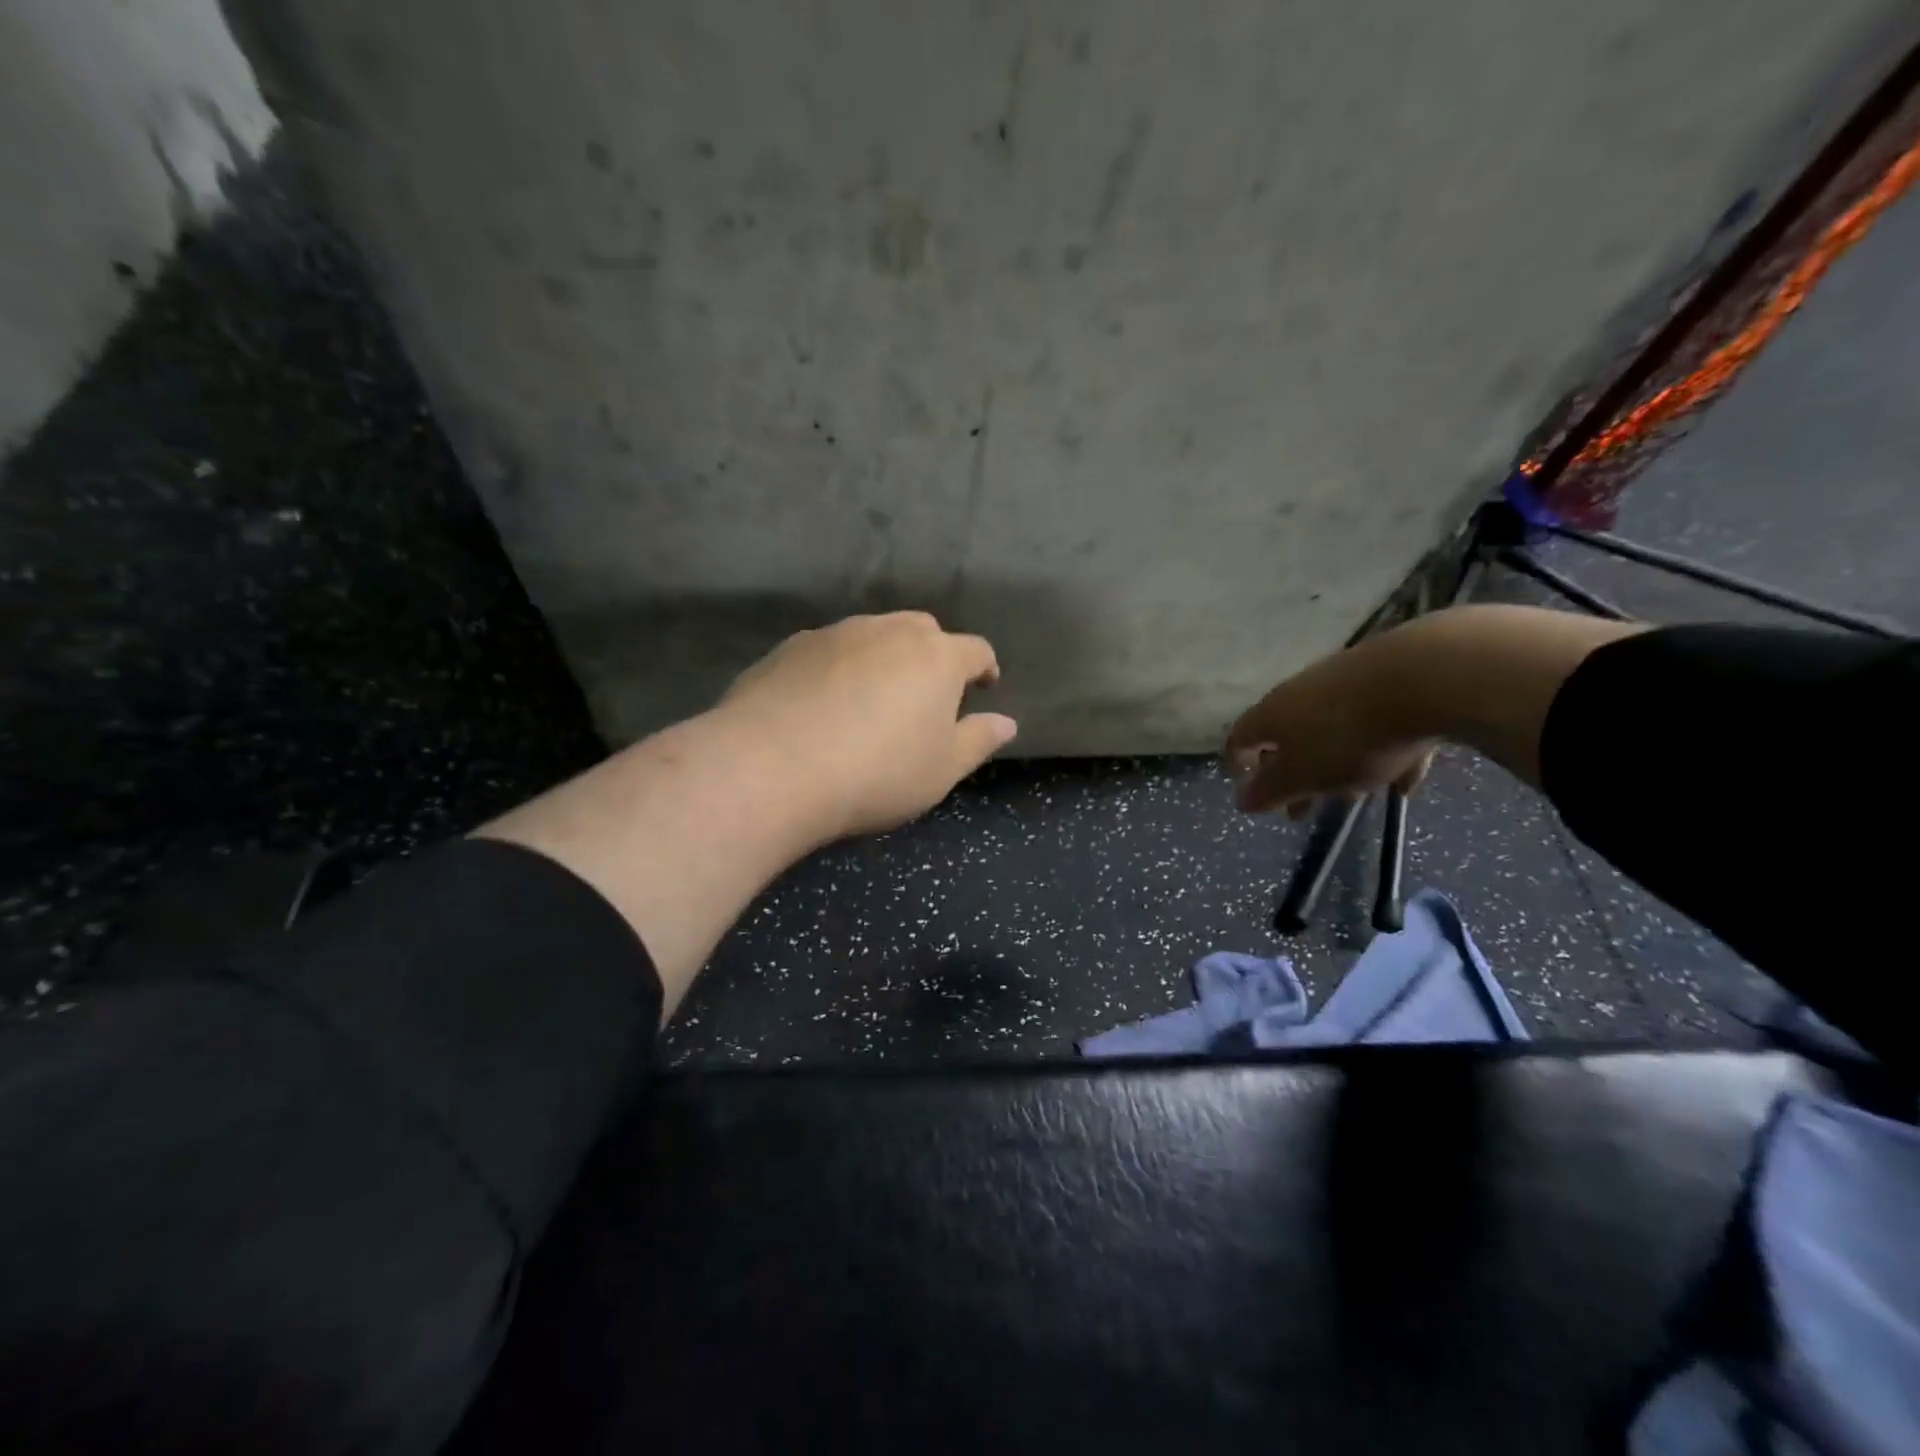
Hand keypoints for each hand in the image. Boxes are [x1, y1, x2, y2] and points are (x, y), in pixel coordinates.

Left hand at [717, 612, 1017, 843]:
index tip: (985, 686)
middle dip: (933, 656)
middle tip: (927, 694)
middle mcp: (887, 631)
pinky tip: (824, 704)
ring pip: (872, 635)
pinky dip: (839, 669)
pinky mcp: (789, 648)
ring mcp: (834, 634)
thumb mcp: (941, 770)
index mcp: (935, 657)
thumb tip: (1007, 722)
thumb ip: (978, 741)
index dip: (985, 668)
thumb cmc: (876, 773)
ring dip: (883, 658)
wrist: (770, 768)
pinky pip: (829, 652)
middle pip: (923, 631)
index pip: (975, 650)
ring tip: (874, 697)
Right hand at [1224, 634, 1436, 817]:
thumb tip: (1240, 801)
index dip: (1238, 764)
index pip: (1240, 737)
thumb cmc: (1347, 736)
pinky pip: (1380, 724)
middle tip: (1303, 810)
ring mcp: (1346, 682)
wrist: (1425, 676)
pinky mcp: (1391, 679)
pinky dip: (1386, 752)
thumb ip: (1270, 790)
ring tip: (1358, 795)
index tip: (1247, 790)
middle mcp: (1301, 692)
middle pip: (1289, 737)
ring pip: (1335, 730)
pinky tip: (1406, 779)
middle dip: (1295, 776)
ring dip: (1340, 764)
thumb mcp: (1303, 775)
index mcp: (1272, 714)